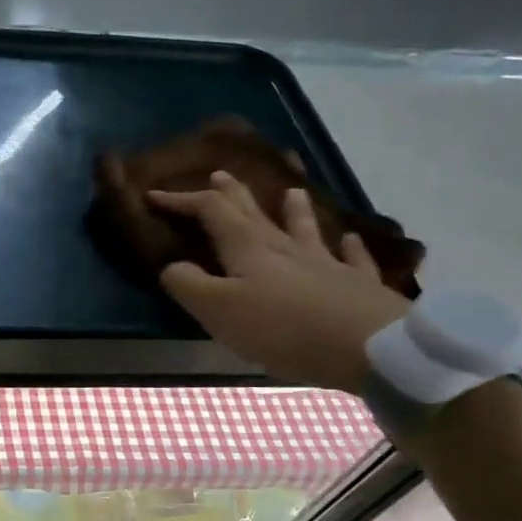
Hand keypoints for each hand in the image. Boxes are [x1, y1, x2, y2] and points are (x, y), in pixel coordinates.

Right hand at [150, 173, 410, 393]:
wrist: (367, 346)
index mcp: (247, 248)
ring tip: (291, 192)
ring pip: (305, 227)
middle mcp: (285, 247)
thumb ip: (188, 285)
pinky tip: (350, 240)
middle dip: (232, 193)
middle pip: (254, 212)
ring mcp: (325, 263)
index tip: (154, 196)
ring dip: (294, 209)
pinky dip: (348, 247)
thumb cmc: (282, 328)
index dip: (181, 201)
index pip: (210, 211)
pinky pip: (352, 258)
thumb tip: (172, 266)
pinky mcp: (357, 285)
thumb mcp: (218, 310)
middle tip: (218, 175)